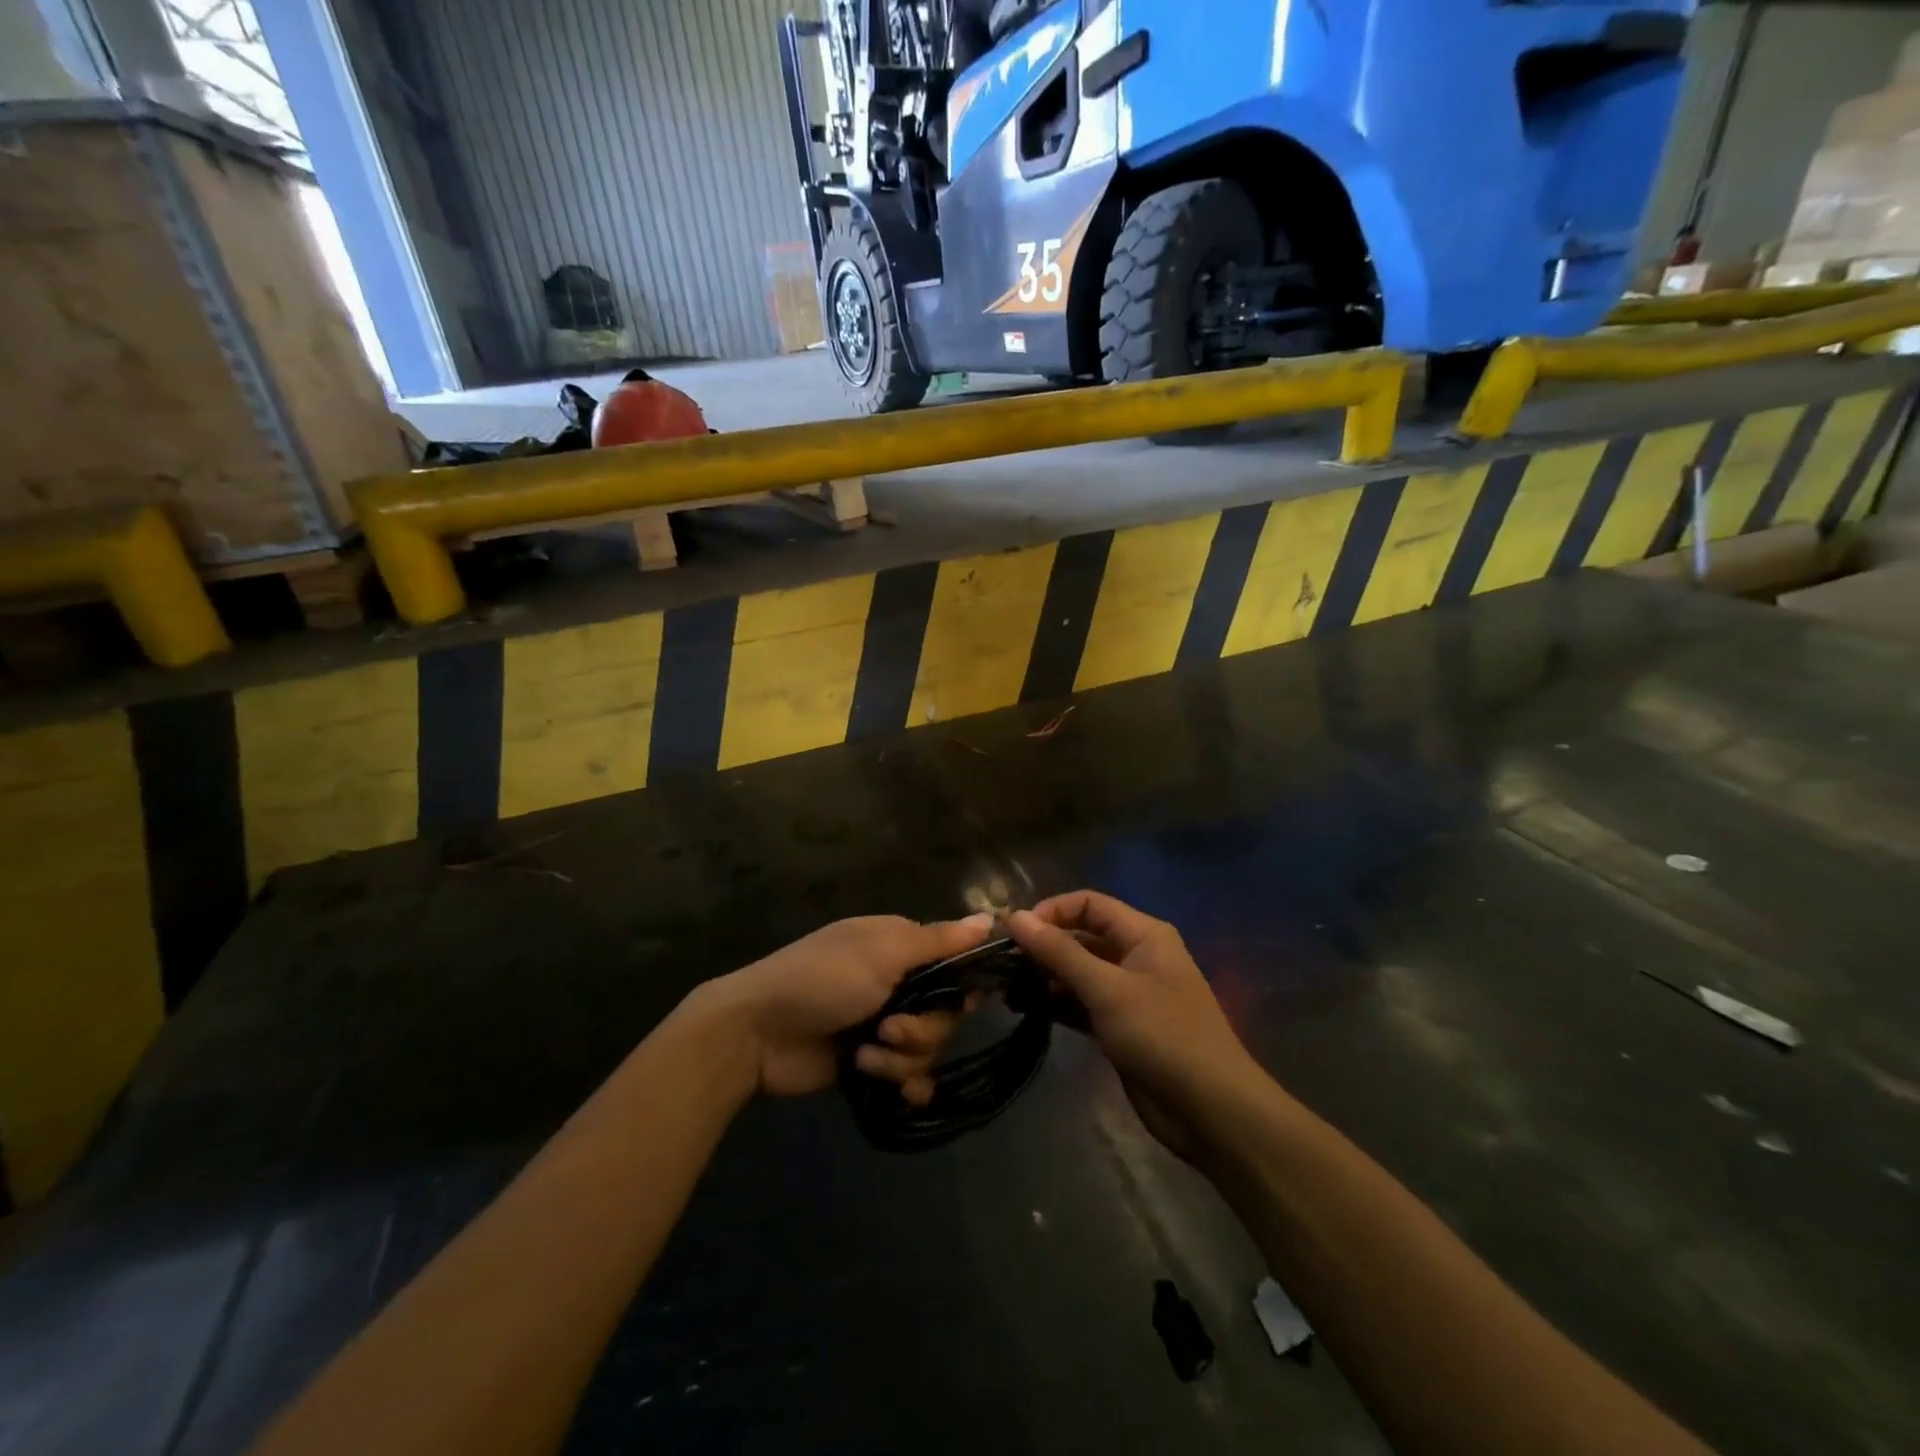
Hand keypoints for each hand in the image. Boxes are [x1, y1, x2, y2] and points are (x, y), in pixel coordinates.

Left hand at [708, 914, 993, 1100]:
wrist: (757, 1033)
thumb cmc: (822, 979)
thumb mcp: (882, 952)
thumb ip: (938, 942)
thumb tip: (991, 919)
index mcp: (899, 946)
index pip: (955, 963)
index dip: (964, 984)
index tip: (966, 1001)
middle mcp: (897, 982)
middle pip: (945, 1013)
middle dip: (923, 1028)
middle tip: (890, 1029)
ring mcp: (882, 1025)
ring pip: (927, 1048)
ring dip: (901, 1058)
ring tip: (866, 1056)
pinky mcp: (869, 1063)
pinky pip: (909, 1077)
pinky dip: (904, 1083)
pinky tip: (893, 1090)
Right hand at [1008, 892, 1257, 1160]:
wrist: (1210, 1111)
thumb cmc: (1163, 1036)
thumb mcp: (1108, 989)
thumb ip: (1060, 953)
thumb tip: (1015, 917)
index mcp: (1143, 934)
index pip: (1089, 904)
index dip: (1051, 911)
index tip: (1014, 932)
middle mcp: (1135, 955)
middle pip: (1081, 936)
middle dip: (1043, 945)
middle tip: (1001, 962)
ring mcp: (1127, 993)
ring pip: (1078, 972)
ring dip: (1045, 976)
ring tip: (1005, 986)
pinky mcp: (1119, 1026)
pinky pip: (1081, 1003)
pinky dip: (1056, 1003)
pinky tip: (1024, 1008)